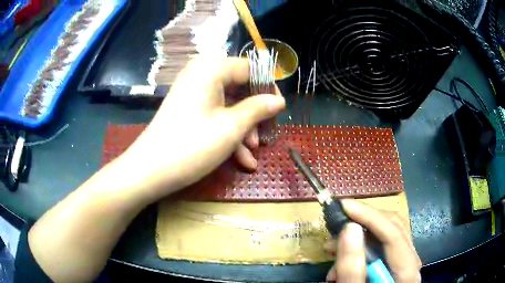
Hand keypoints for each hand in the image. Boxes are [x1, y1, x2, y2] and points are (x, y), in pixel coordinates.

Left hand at [120, 56, 284, 200]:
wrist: (150, 171)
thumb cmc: (192, 145)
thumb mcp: (231, 127)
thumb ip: (258, 109)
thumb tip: (279, 100)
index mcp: (211, 69)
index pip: (249, 68)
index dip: (267, 87)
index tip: (279, 109)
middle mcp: (201, 74)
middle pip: (239, 87)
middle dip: (254, 114)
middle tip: (265, 135)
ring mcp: (193, 92)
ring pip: (228, 104)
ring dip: (243, 128)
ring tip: (252, 153)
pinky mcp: (188, 109)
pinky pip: (214, 114)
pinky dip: (228, 133)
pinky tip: (241, 159)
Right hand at [325, 200, 421, 282]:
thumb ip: (352, 267)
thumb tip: (349, 228)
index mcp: (407, 271)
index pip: (393, 234)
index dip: (369, 216)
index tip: (344, 206)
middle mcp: (410, 262)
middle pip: (393, 229)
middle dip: (363, 224)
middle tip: (337, 225)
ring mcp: (403, 264)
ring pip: (386, 237)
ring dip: (358, 239)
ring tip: (332, 248)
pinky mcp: (394, 267)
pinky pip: (380, 249)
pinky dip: (360, 251)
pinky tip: (342, 264)